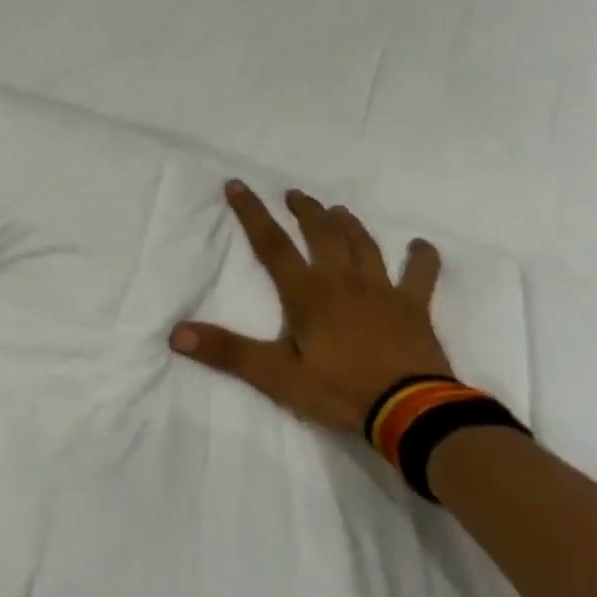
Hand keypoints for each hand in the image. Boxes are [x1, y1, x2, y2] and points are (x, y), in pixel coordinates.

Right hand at [169, 181, 450, 434]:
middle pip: (322, 233)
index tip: (238, 185)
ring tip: (337, 210)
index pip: (272, 243)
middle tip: (294, 194)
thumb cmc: (338, 390)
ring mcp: (382, 290)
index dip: (252, 212)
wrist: (410, 412)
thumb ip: (226, 351)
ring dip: (348, 224)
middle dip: (305, 210)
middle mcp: (343, 280)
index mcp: (307, 292)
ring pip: (363, 244)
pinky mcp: (414, 307)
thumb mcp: (274, 375)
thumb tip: (176, 333)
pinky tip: (420, 245)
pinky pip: (420, 274)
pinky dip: (421, 257)